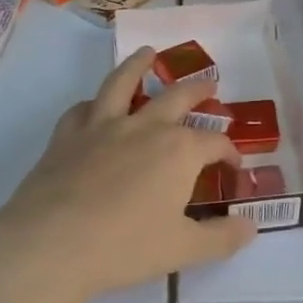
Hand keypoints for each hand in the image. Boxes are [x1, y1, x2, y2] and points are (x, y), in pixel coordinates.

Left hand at [0, 48, 256, 300]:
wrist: (51, 243)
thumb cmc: (125, 247)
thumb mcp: (183, 249)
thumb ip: (221, 238)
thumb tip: (251, 228)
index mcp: (179, 151)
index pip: (215, 142)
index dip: (229, 152)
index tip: (232, 166)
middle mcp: (144, 127)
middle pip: (177, 97)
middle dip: (198, 89)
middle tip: (209, 83)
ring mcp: (102, 126)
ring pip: (124, 83)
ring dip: (139, 65)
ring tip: (148, 53)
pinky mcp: (67, 135)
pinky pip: (83, 108)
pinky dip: (94, 103)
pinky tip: (95, 106)